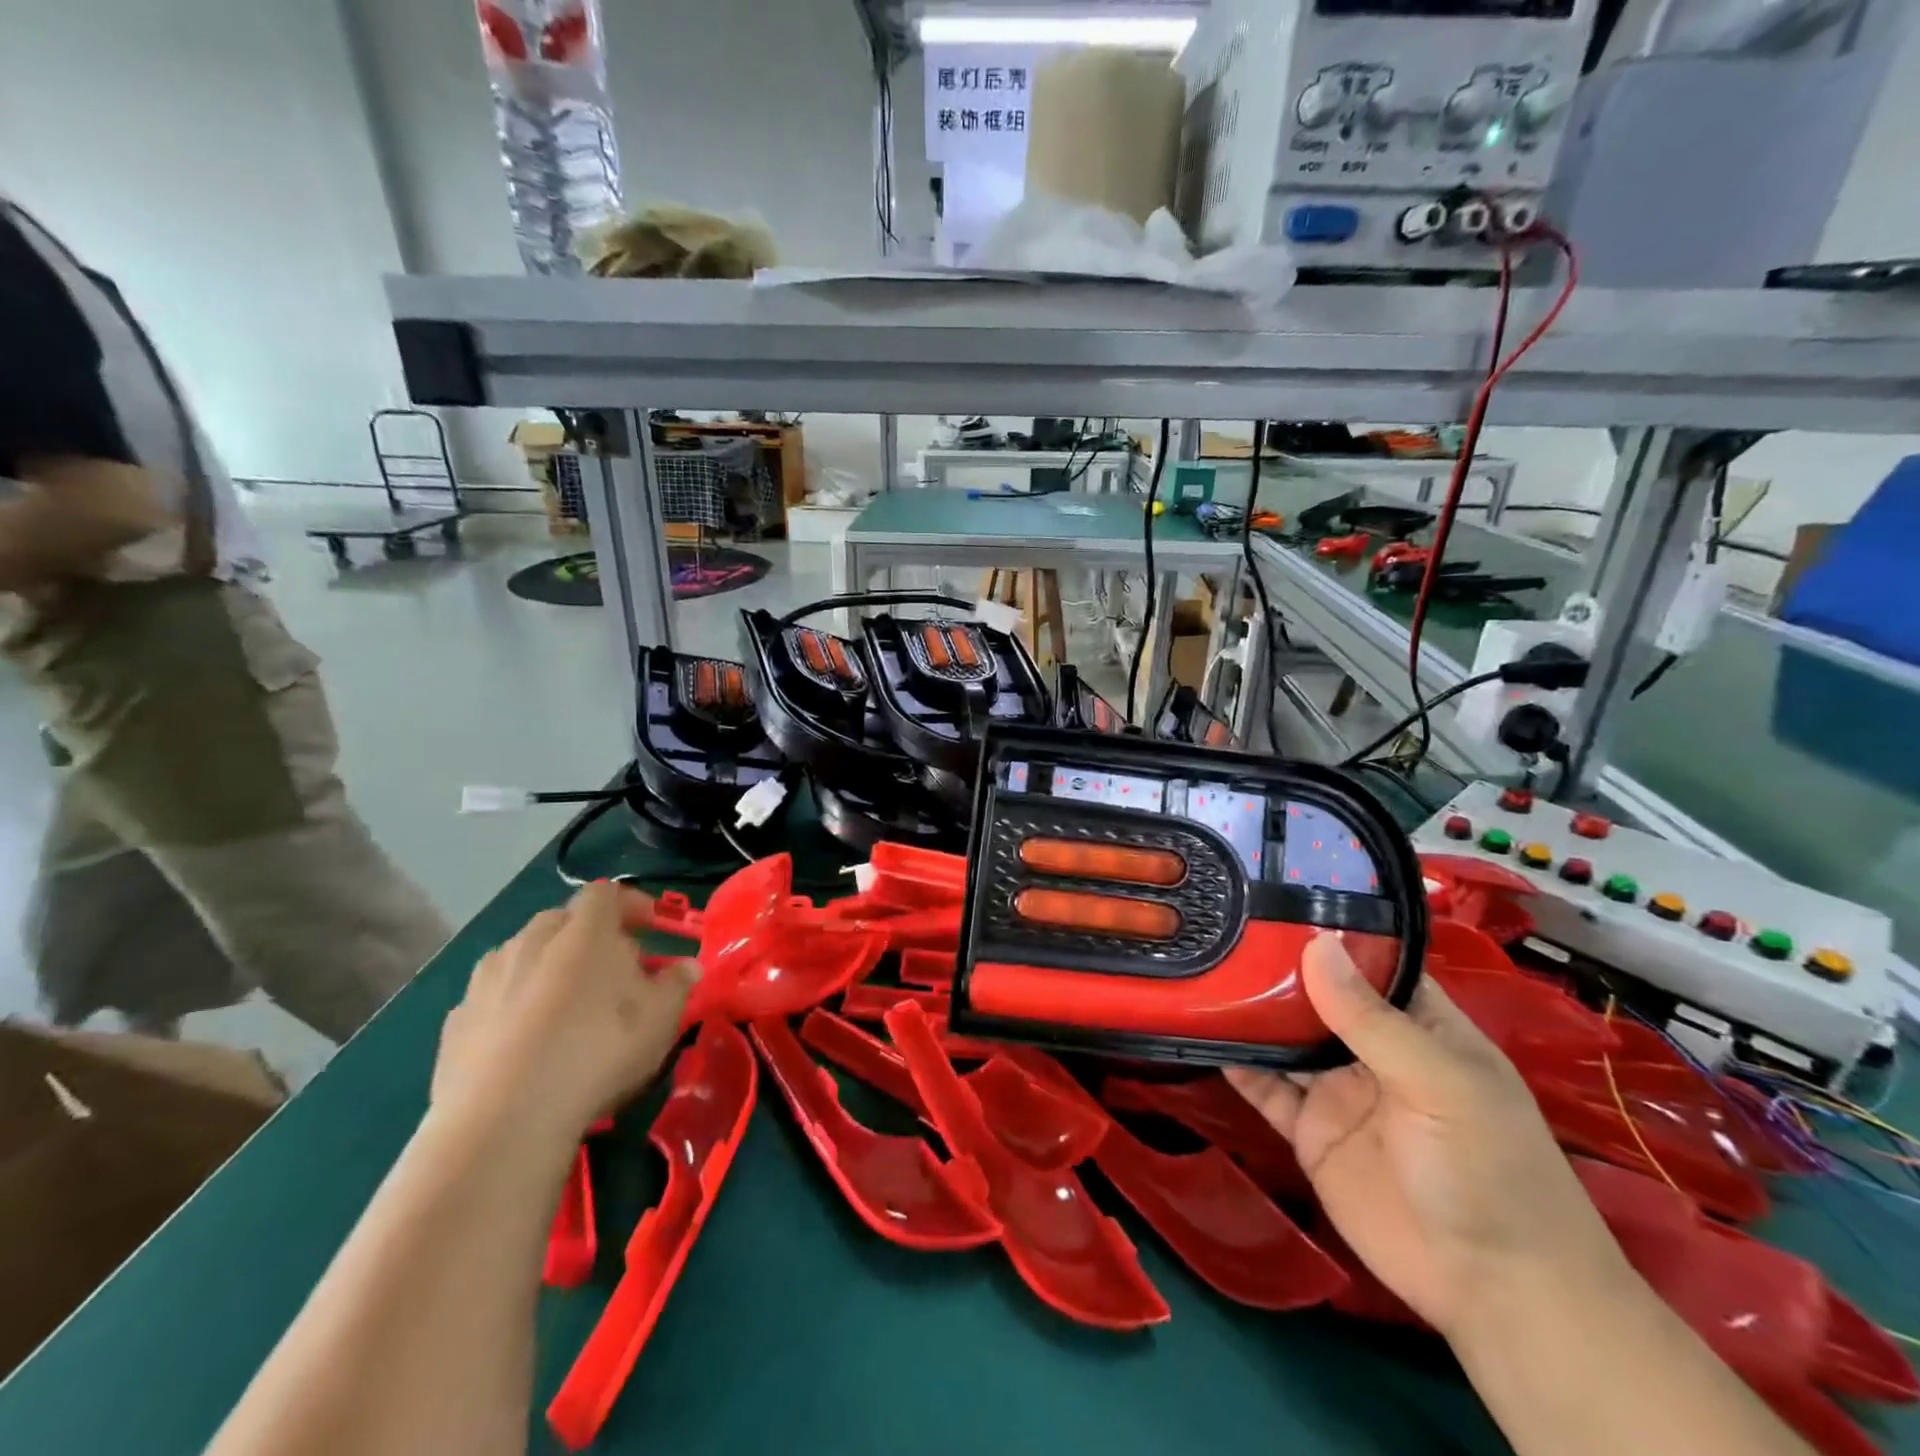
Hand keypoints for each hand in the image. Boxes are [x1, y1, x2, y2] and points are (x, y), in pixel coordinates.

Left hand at [431, 882, 698, 1155]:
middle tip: (614, 972)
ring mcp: (488, 978)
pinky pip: (495, 997)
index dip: (631, 904)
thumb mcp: (661, 1017)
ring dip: (549, 968)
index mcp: (585, 929)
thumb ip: (677, 984)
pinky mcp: (456, 1020)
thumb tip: (686, 967)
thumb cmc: (599, 1050)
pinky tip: (526, 1042)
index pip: (607, 892)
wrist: (505, 1119)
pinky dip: (514, 1006)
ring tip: (568, 1008)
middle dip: (590, 937)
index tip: (651, 928)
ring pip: (525, 956)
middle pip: (564, 920)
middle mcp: (531, 939)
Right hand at [1227, 933, 1623, 1339]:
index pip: (1369, 963)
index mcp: (1417, 1025)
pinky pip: (1265, 1088)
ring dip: (1247, 1011)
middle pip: (1315, 996)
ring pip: (1283, 1037)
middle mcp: (1372, 1049)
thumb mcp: (1440, 1083)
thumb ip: (1371, 1019)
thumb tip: (1314, 943)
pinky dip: (1235, 1063)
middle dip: (1272, 966)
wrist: (1494, 1292)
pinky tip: (1200, 1033)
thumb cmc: (1488, 1170)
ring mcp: (1337, 1089)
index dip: (1327, 931)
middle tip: (1217, 923)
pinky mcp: (1309, 1130)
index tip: (1271, 895)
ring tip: (1200, 967)